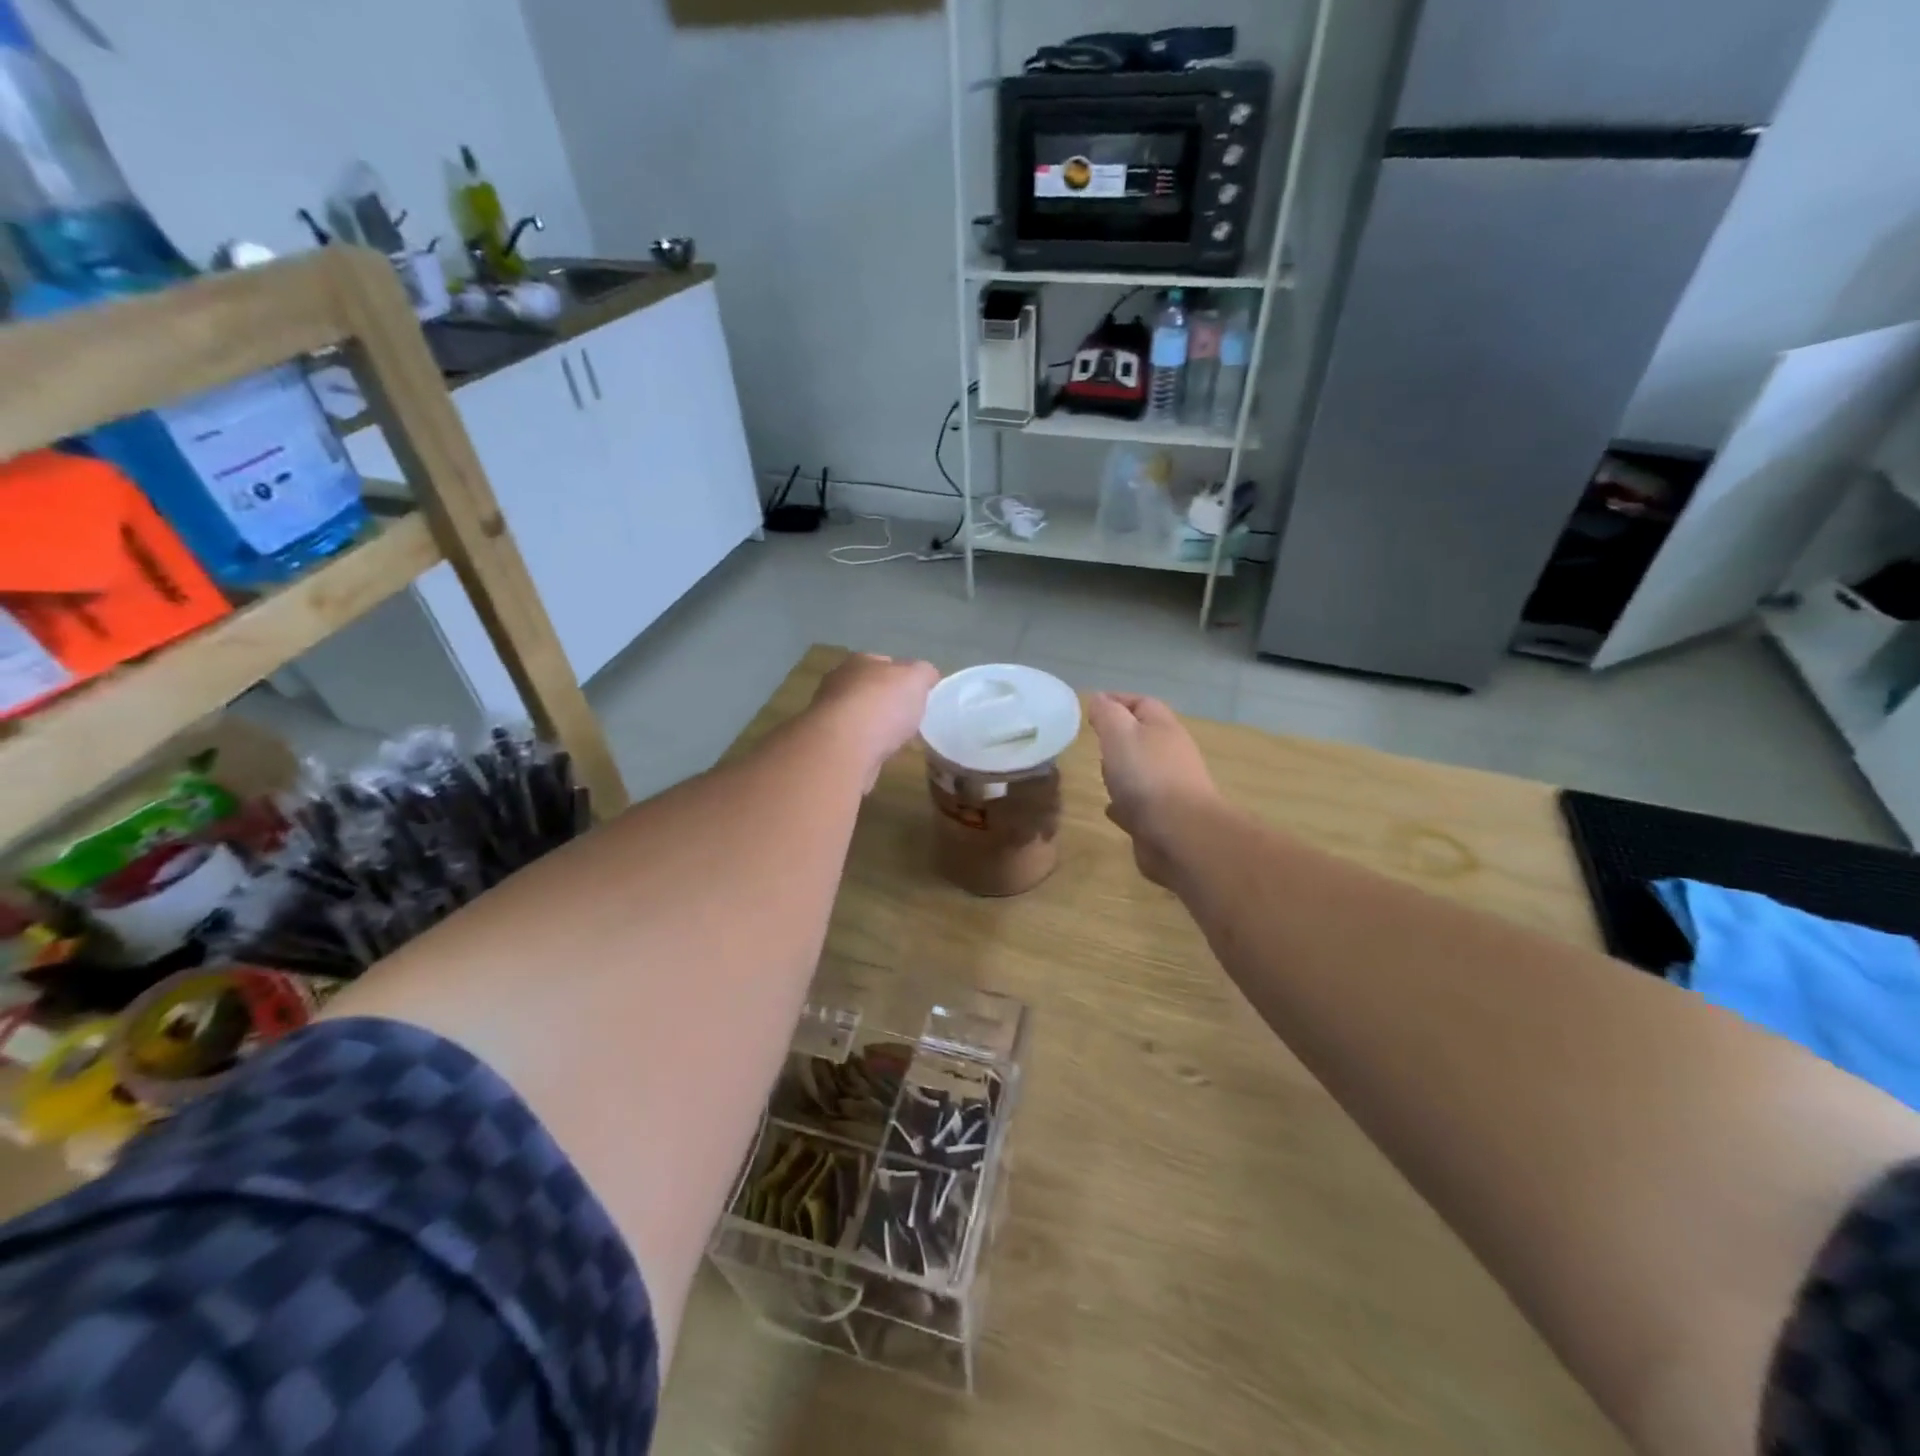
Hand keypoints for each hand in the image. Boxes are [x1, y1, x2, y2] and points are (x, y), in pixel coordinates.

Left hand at [810, 653, 939, 790]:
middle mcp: (838, 682)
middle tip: (907, 717)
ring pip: (858, 715)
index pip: (885, 662)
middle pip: (869, 688)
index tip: (917, 694)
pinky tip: (878, 754)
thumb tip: (927, 676)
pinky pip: (852, 740)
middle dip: (886, 701)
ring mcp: (827, 713)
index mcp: (860, 661)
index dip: (903, 675)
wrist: (844, 747)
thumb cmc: (882, 705)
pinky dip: (865, 745)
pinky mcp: (826, 742)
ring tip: (895, 739)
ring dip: (873, 725)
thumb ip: (924, 673)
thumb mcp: (916, 679)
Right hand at [1087, 692, 1219, 887]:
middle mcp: (1171, 755)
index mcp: (1163, 728)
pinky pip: (1141, 804)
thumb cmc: (1146, 776)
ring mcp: (1170, 788)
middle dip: (1119, 737)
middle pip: (1144, 737)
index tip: (1092, 706)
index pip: (1142, 703)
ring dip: (1123, 771)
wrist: (1180, 833)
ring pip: (1143, 771)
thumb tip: (1100, 698)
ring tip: (1101, 775)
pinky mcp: (1164, 818)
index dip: (1117, 700)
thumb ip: (1107, 714)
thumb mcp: (1119, 734)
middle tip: (1094, 741)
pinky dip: (1126, 802)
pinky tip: (1111, 809)